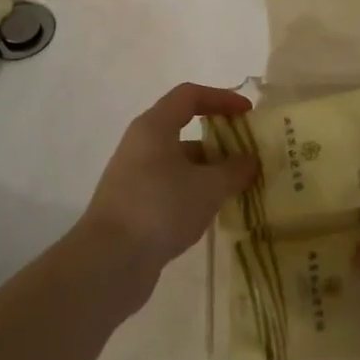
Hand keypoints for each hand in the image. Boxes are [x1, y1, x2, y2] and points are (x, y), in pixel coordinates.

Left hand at [78, 82, 258, 296]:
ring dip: (209, 170)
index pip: (189, 96)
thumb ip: (235, 170)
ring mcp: (134, 177)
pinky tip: (212, 212)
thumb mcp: (209, 187)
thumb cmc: (161, 208)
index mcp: (154, 127)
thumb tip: (250, 162)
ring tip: (238, 188)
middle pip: (184, 129)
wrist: (109, 263)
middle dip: (219, 140)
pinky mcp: (133, 206)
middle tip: (248, 155)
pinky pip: (170, 187)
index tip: (247, 113)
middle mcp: (141, 145)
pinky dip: (193, 192)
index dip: (221, 98)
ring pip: (179, 162)